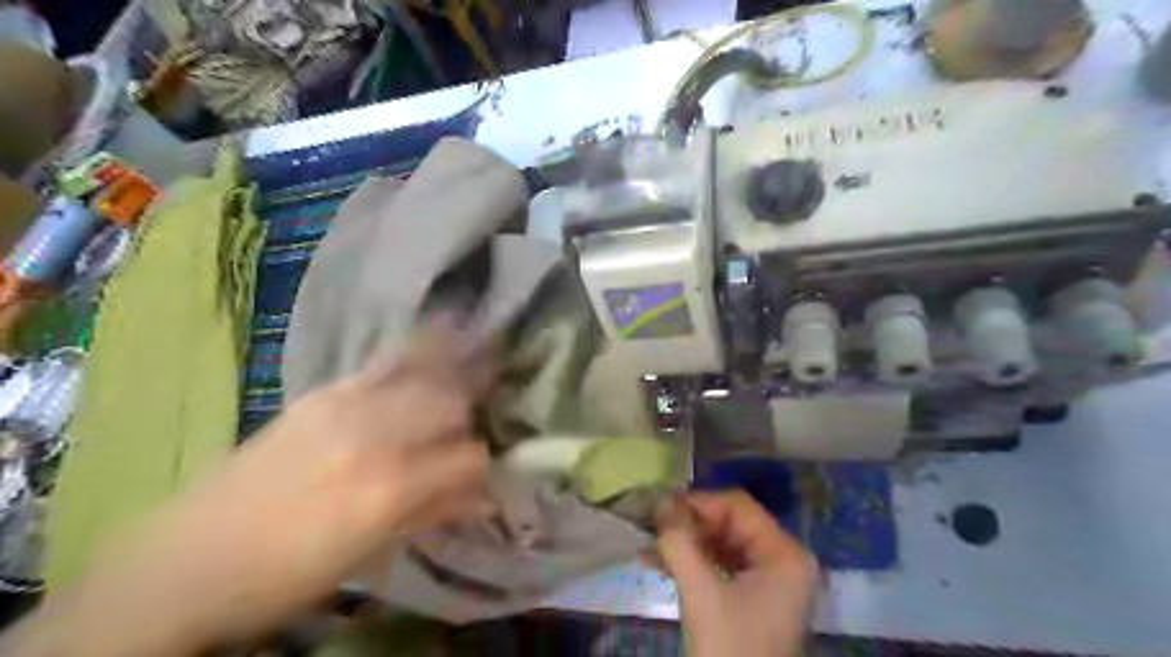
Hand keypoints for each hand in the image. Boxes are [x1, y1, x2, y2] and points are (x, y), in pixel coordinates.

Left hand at [18, 327, 492, 656]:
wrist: (185, 563)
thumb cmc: (285, 575)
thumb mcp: (370, 553)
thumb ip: (434, 511)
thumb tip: (484, 493)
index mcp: (387, 487)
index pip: (468, 456)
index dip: (484, 464)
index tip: (485, 470)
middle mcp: (372, 435)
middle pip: (451, 403)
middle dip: (471, 416)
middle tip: (472, 429)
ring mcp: (343, 404)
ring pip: (424, 373)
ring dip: (454, 375)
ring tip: (474, 370)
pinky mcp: (321, 392)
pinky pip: (386, 362)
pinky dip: (420, 354)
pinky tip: (438, 341)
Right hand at [655, 491, 817, 656]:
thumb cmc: (730, 652)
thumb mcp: (701, 593)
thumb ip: (680, 541)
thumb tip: (658, 500)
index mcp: (785, 554)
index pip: (738, 506)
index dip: (698, 503)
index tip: (659, 510)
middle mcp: (782, 560)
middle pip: (729, 523)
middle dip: (688, 526)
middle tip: (651, 529)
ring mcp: (768, 581)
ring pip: (720, 544)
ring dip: (685, 544)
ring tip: (648, 548)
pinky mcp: (752, 598)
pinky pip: (719, 566)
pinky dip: (691, 563)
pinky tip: (657, 563)